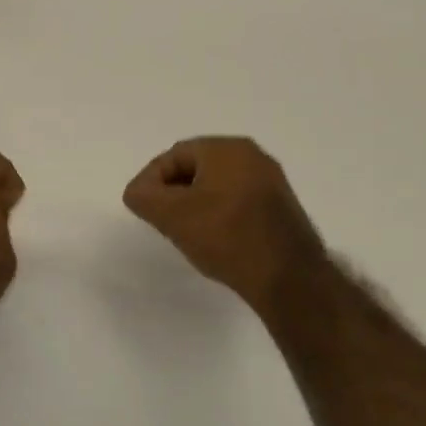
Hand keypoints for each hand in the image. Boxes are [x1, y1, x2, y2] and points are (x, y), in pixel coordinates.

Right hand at [123, 137, 327, 315]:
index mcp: (227, 149)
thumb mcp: (172, 216)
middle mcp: (253, 156)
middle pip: (196, 168)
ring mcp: (271, 182)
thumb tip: (137, 191)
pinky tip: (214, 240)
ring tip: (185, 233)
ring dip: (195, 205)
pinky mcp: (281, 208)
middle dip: (173, 192)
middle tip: (161, 220)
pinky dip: (219, 215)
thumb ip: (144, 196)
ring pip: (217, 186)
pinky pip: (238, 202)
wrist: (288, 277)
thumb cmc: (226, 237)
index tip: (143, 208)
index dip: (151, 180)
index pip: (174, 155)